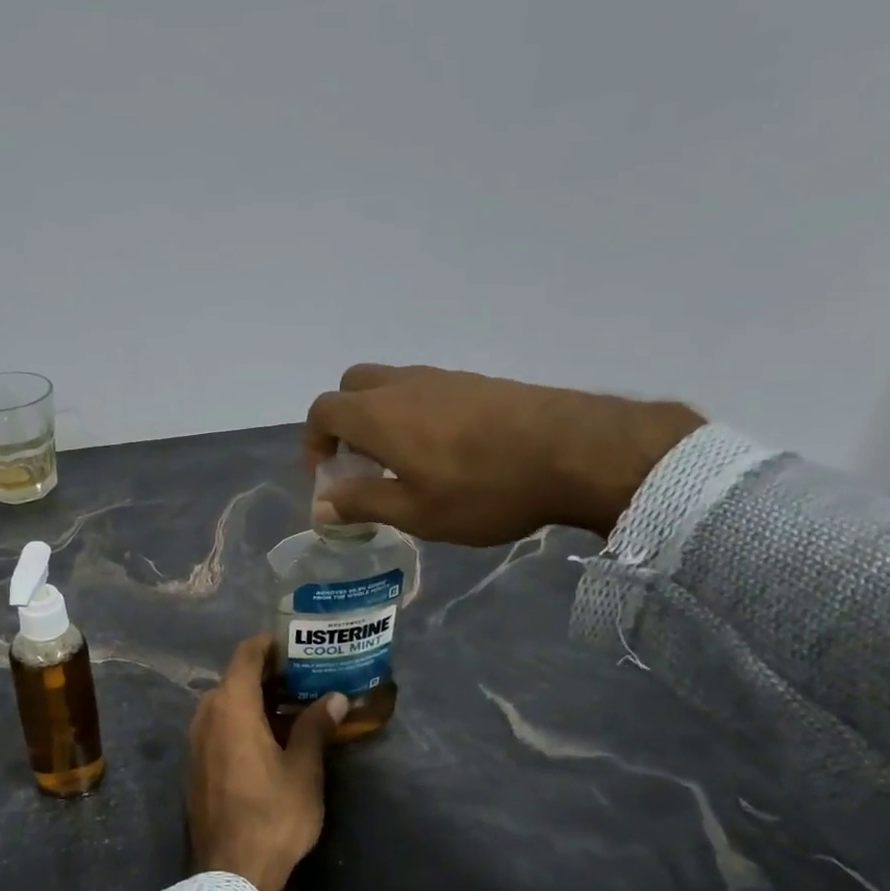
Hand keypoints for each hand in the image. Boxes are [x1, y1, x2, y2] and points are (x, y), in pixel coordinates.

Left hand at [187, 635, 348, 890]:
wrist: (230, 873)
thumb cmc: (272, 814)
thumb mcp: (303, 769)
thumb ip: (315, 727)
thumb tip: (334, 697)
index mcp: (230, 706)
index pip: (246, 655)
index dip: (270, 645)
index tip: (297, 646)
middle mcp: (205, 715)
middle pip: (235, 678)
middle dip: (268, 675)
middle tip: (305, 679)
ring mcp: (195, 741)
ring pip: (225, 704)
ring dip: (255, 700)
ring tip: (292, 708)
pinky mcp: (194, 765)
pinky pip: (217, 727)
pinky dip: (241, 722)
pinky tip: (269, 739)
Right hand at [306, 364, 703, 542]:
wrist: (574, 452)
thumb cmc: (483, 489)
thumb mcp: (415, 512)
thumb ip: (362, 503)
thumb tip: (322, 504)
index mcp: (378, 414)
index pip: (323, 410)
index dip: (315, 442)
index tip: (330, 476)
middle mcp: (403, 385)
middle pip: (353, 386)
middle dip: (345, 421)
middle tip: (362, 462)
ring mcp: (443, 378)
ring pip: (392, 385)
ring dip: (382, 417)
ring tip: (406, 463)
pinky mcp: (477, 382)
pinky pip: (427, 390)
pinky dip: (417, 413)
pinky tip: (448, 451)